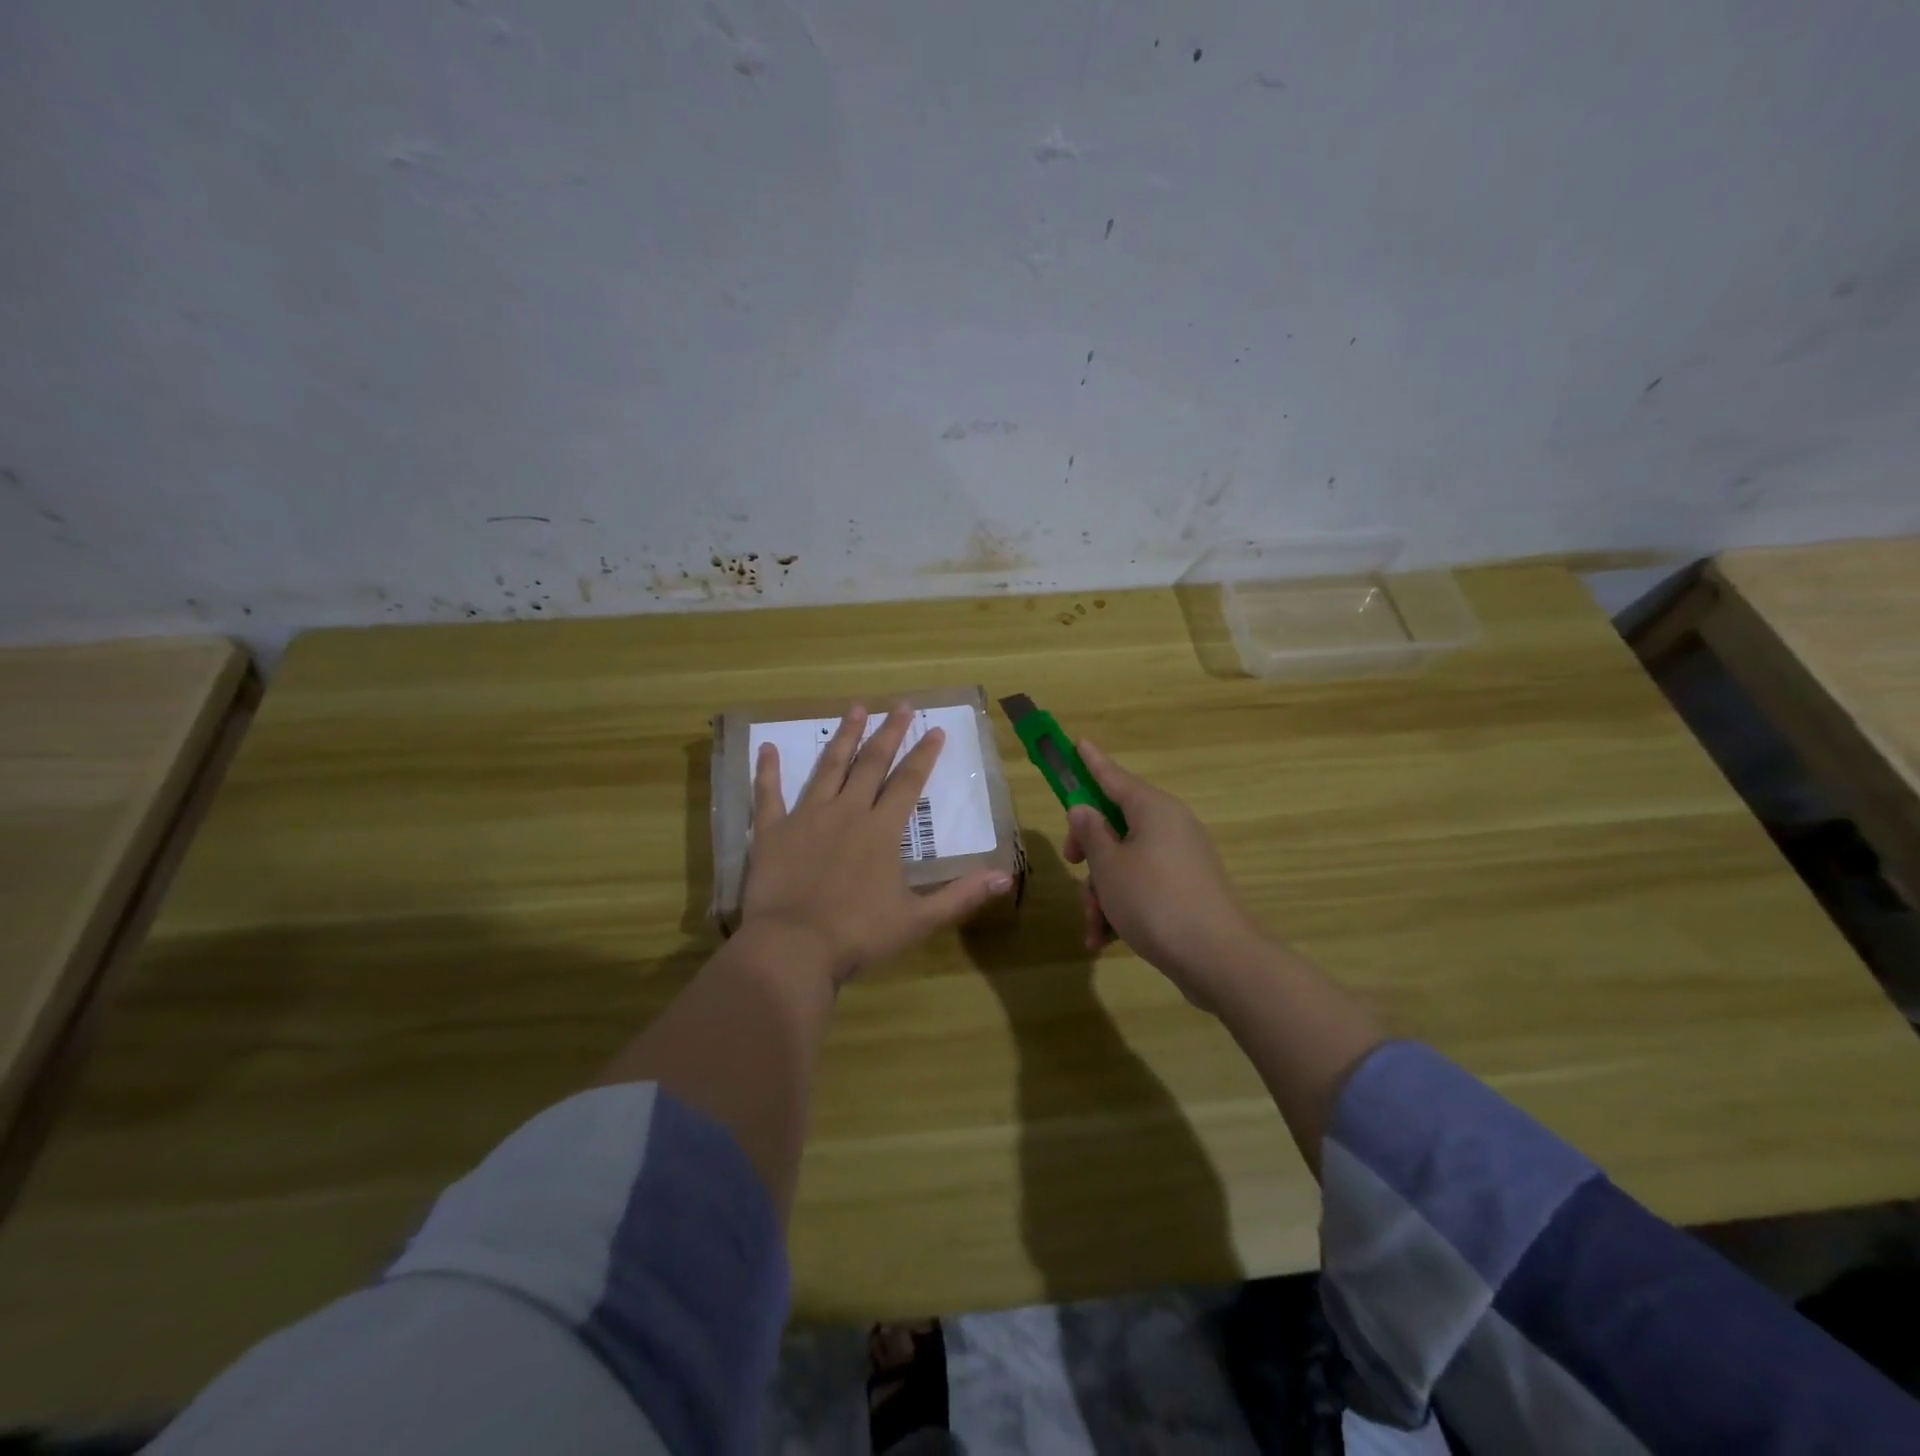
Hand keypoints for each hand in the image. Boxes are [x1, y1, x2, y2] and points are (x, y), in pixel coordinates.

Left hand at [743, 704, 1015, 983]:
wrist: (793, 947)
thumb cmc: (858, 935)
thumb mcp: (918, 920)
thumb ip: (962, 896)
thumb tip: (1007, 876)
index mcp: (881, 830)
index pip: (909, 782)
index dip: (924, 754)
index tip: (935, 728)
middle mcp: (847, 812)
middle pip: (871, 764)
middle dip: (889, 733)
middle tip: (900, 705)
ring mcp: (807, 817)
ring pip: (829, 768)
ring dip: (844, 737)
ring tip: (855, 708)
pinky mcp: (772, 831)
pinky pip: (768, 794)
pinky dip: (767, 770)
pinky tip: (767, 747)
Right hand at [1063, 741, 1266, 1005]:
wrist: (1218, 958)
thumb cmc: (1154, 901)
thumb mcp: (1109, 866)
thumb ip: (1091, 833)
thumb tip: (1084, 810)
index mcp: (1153, 809)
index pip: (1114, 777)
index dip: (1091, 762)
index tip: (1077, 742)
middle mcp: (1170, 826)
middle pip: (1116, 824)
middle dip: (1089, 851)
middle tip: (1073, 864)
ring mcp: (1181, 859)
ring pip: (1125, 863)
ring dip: (1102, 892)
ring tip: (1094, 927)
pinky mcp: (1186, 890)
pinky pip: (1144, 887)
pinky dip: (1122, 908)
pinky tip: (1104, 939)